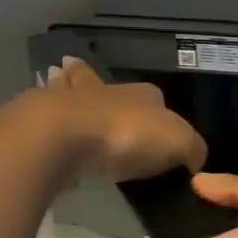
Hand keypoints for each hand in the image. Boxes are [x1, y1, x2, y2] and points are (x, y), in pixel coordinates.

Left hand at [35, 57, 206, 181]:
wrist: (64, 136)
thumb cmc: (128, 135)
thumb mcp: (178, 143)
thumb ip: (192, 149)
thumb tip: (195, 159)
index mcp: (143, 94)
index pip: (155, 96)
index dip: (158, 108)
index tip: (156, 125)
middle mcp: (107, 90)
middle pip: (104, 83)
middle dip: (98, 81)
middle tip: (91, 86)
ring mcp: (70, 102)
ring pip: (70, 89)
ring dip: (66, 86)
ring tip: (58, 77)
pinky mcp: (41, 120)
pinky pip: (48, 116)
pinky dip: (46, 114)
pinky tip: (43, 117)